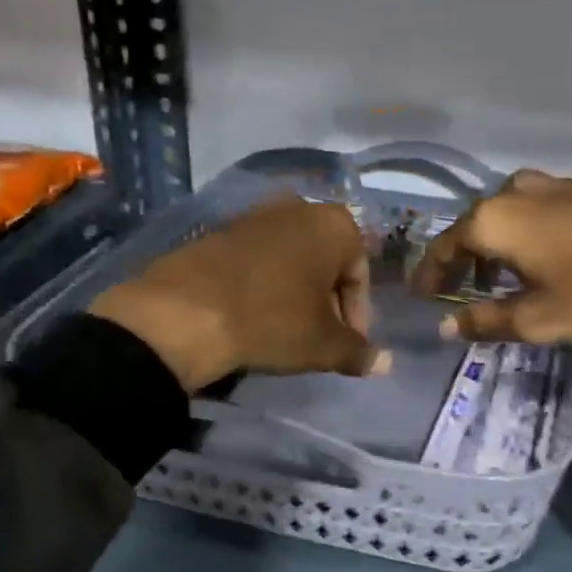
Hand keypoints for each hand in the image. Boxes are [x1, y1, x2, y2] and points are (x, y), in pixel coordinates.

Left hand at [90, 196, 385, 390]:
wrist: (185, 312)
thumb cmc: (271, 321)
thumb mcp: (322, 344)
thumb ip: (358, 352)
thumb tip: (387, 364)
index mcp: (335, 224)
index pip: (360, 275)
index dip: (358, 315)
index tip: (347, 344)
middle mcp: (299, 207)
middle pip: (327, 263)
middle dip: (328, 301)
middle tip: (320, 338)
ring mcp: (257, 214)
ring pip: (292, 260)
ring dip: (297, 293)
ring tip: (287, 329)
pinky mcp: (222, 228)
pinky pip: (259, 259)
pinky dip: (265, 284)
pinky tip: (254, 314)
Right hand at [411, 169, 571, 341]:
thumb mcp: (539, 318)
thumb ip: (487, 322)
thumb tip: (447, 327)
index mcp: (494, 220)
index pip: (444, 246)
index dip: (430, 274)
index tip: (421, 295)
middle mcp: (515, 192)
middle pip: (473, 227)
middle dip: (461, 260)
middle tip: (457, 291)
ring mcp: (552, 184)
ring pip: (506, 216)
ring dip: (494, 248)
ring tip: (498, 281)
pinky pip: (534, 211)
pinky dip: (523, 236)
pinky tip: (540, 260)